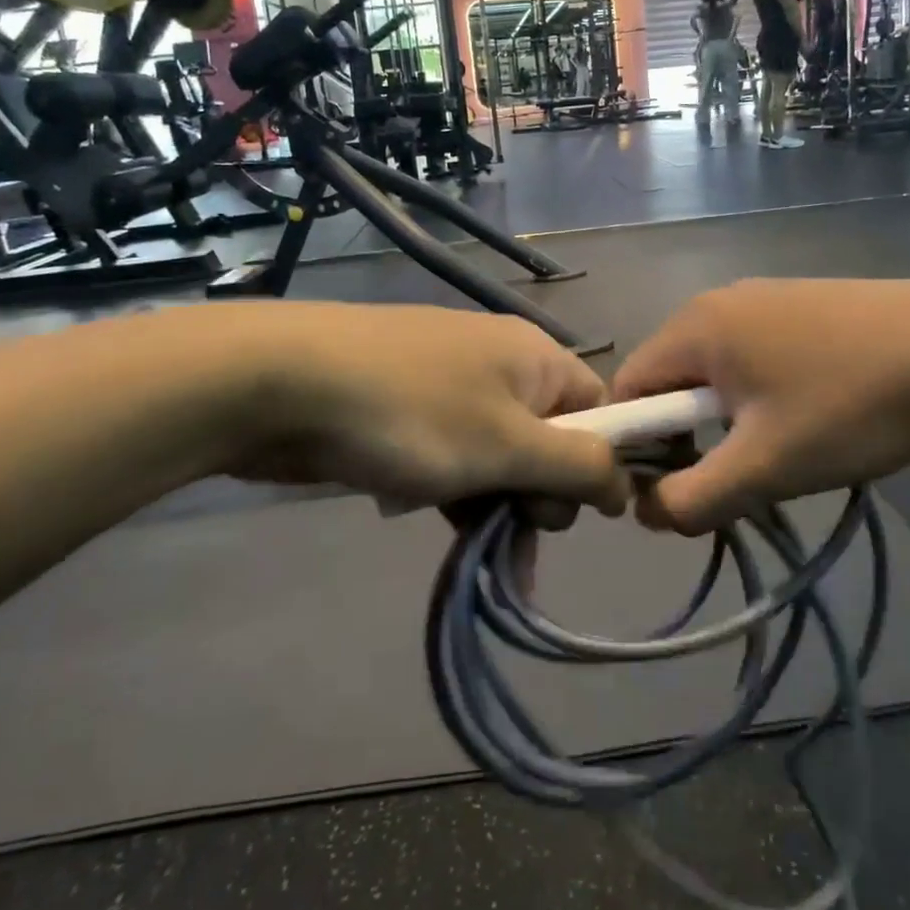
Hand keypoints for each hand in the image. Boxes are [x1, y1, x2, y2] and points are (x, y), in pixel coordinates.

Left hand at [235, 305, 626, 512]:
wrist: (282, 383)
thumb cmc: (414, 415)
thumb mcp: (509, 446)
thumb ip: (580, 467)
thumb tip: (627, 486)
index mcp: (535, 357)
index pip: (597, 409)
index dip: (597, 463)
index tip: (577, 513)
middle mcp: (499, 366)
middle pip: (548, 439)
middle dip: (537, 494)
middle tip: (511, 526)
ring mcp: (448, 387)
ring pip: (496, 457)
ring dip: (492, 505)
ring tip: (475, 552)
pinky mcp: (406, 412)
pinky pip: (450, 457)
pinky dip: (450, 492)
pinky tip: (422, 514)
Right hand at [610, 280, 909, 532]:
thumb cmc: (852, 406)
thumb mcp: (765, 466)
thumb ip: (692, 498)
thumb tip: (645, 511)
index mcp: (695, 326)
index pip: (627, 388)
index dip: (635, 445)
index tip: (672, 488)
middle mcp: (718, 300)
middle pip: (669, 377)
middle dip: (684, 435)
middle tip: (731, 477)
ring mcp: (764, 296)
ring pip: (714, 369)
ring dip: (724, 418)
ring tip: (776, 451)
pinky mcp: (802, 303)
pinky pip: (751, 354)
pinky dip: (758, 393)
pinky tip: (809, 415)